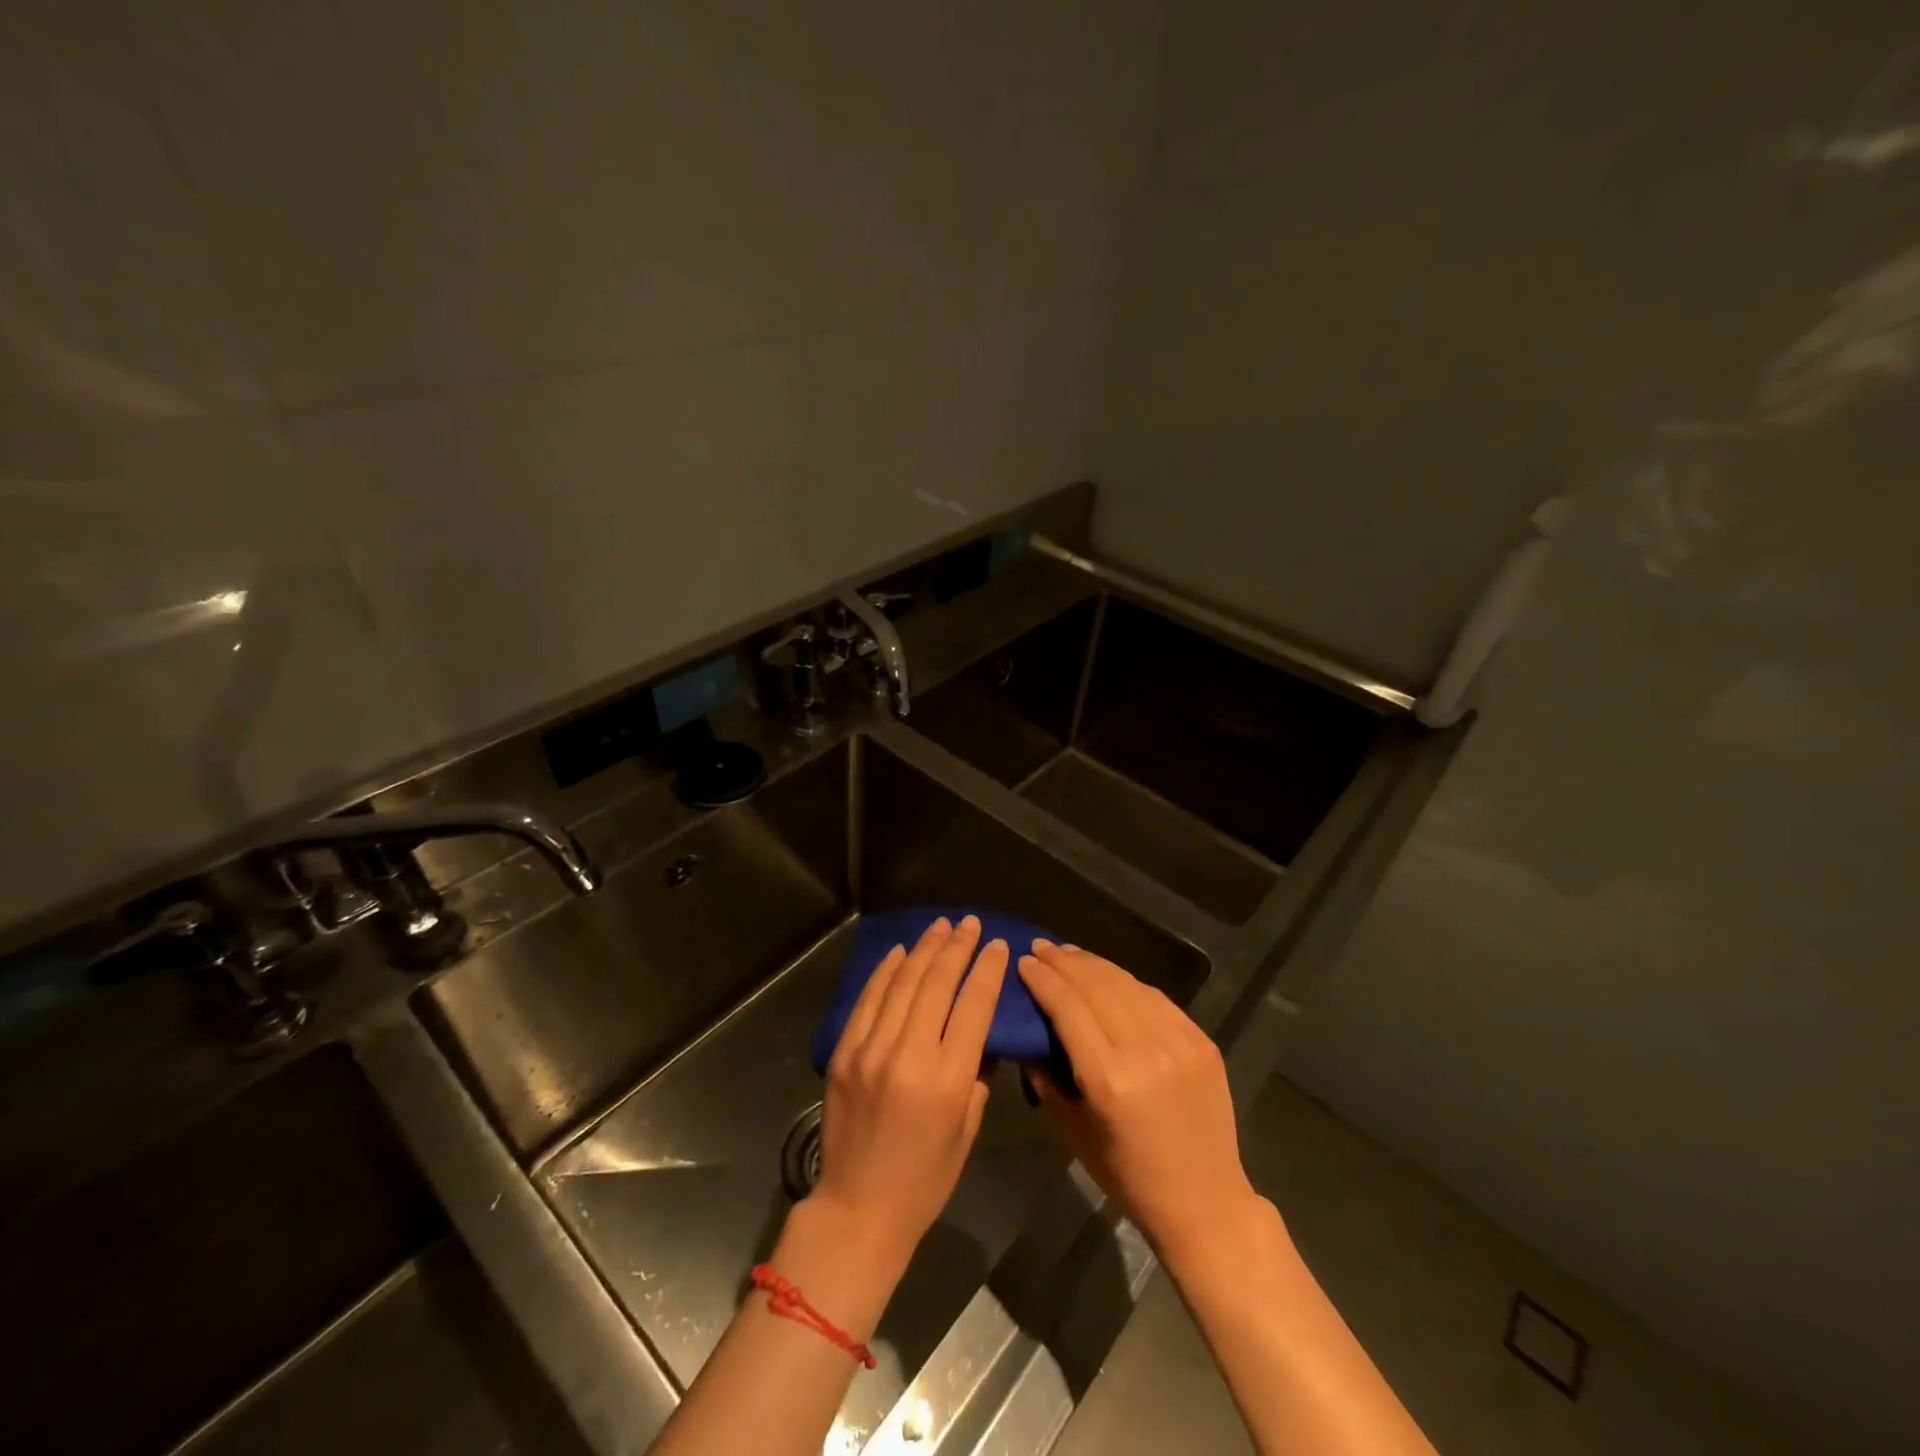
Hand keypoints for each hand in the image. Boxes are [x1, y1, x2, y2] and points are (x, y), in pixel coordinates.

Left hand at [813, 915, 1008, 1262]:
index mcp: (947, 1079)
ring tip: (941, 926)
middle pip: (937, 983)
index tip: (998, 945)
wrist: (858, 1208)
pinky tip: (901, 951)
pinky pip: (869, 999)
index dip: (988, 970)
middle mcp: (908, 1054)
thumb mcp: (967, 1129)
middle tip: (971, 923)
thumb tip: (979, 1030)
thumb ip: (977, 1074)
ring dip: (924, 949)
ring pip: (902, 982)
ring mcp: (870, 1049)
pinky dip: (887, 970)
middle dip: (957, 947)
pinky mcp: (844, 1051)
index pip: (974, 1006)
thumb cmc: (925, 1178)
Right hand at [1017, 941, 1263, 1269]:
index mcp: (1108, 1078)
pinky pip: (1156, 997)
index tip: (1024, 962)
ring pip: (1126, 983)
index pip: (1067, 1006)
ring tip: (1069, 954)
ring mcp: (1178, 1041)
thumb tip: (1028, 1037)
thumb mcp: (1073, 1132)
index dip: (1042, 979)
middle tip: (1040, 948)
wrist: (1205, 1201)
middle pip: (1096, 985)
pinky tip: (1109, 976)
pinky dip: (1127, 982)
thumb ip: (1047, 1079)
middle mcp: (1144, 1049)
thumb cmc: (1129, 1176)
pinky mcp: (1200, 1040)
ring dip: (1093, 964)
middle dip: (1063, 962)